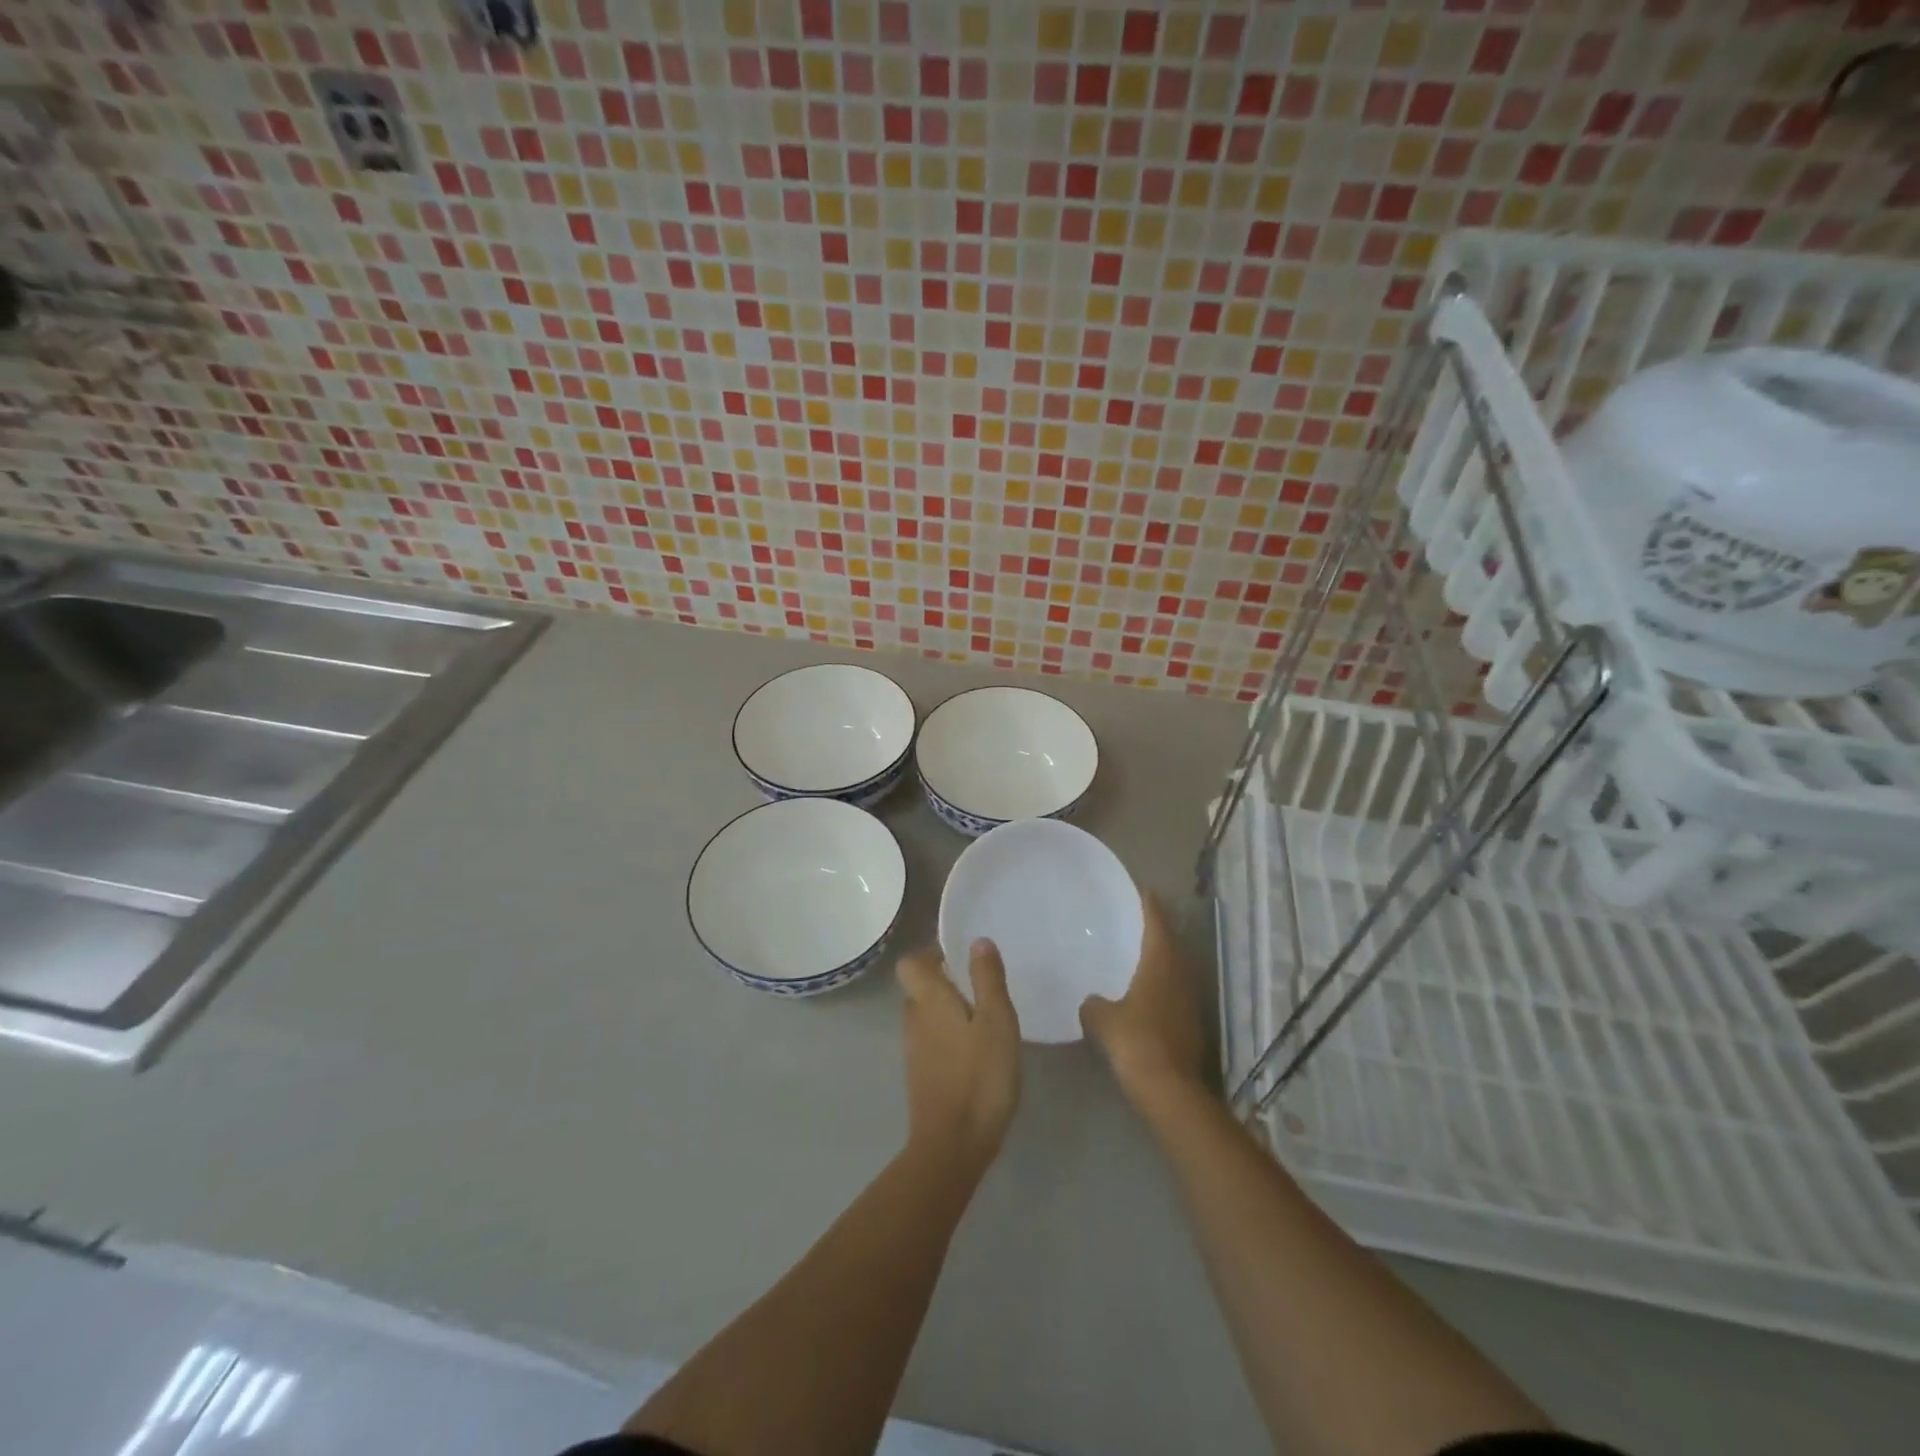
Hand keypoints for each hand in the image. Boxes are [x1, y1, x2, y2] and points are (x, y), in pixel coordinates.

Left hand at [897, 940, 1020, 1171]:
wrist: (952, 1146)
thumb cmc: (980, 1076)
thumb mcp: (997, 1021)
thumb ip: (987, 979)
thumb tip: (977, 940)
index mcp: (928, 1000)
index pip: (910, 963)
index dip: (930, 953)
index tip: (959, 955)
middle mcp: (914, 1020)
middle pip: (918, 988)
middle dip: (944, 981)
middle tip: (979, 985)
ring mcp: (913, 1051)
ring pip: (925, 1016)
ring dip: (947, 1010)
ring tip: (983, 1017)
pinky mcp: (920, 1077)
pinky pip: (931, 1041)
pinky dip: (948, 1037)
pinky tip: (976, 1051)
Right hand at [1080, 892, 1209, 1110]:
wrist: (1170, 1090)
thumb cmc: (1136, 1042)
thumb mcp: (1102, 1019)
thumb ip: (1093, 1004)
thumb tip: (1091, 1002)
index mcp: (1161, 963)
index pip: (1157, 923)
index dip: (1149, 905)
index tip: (1141, 890)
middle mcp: (1181, 976)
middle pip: (1170, 944)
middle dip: (1154, 931)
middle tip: (1133, 921)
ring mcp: (1190, 1002)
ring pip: (1174, 970)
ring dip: (1159, 960)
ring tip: (1136, 954)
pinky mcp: (1191, 1025)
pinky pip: (1173, 993)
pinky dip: (1160, 987)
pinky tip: (1142, 995)